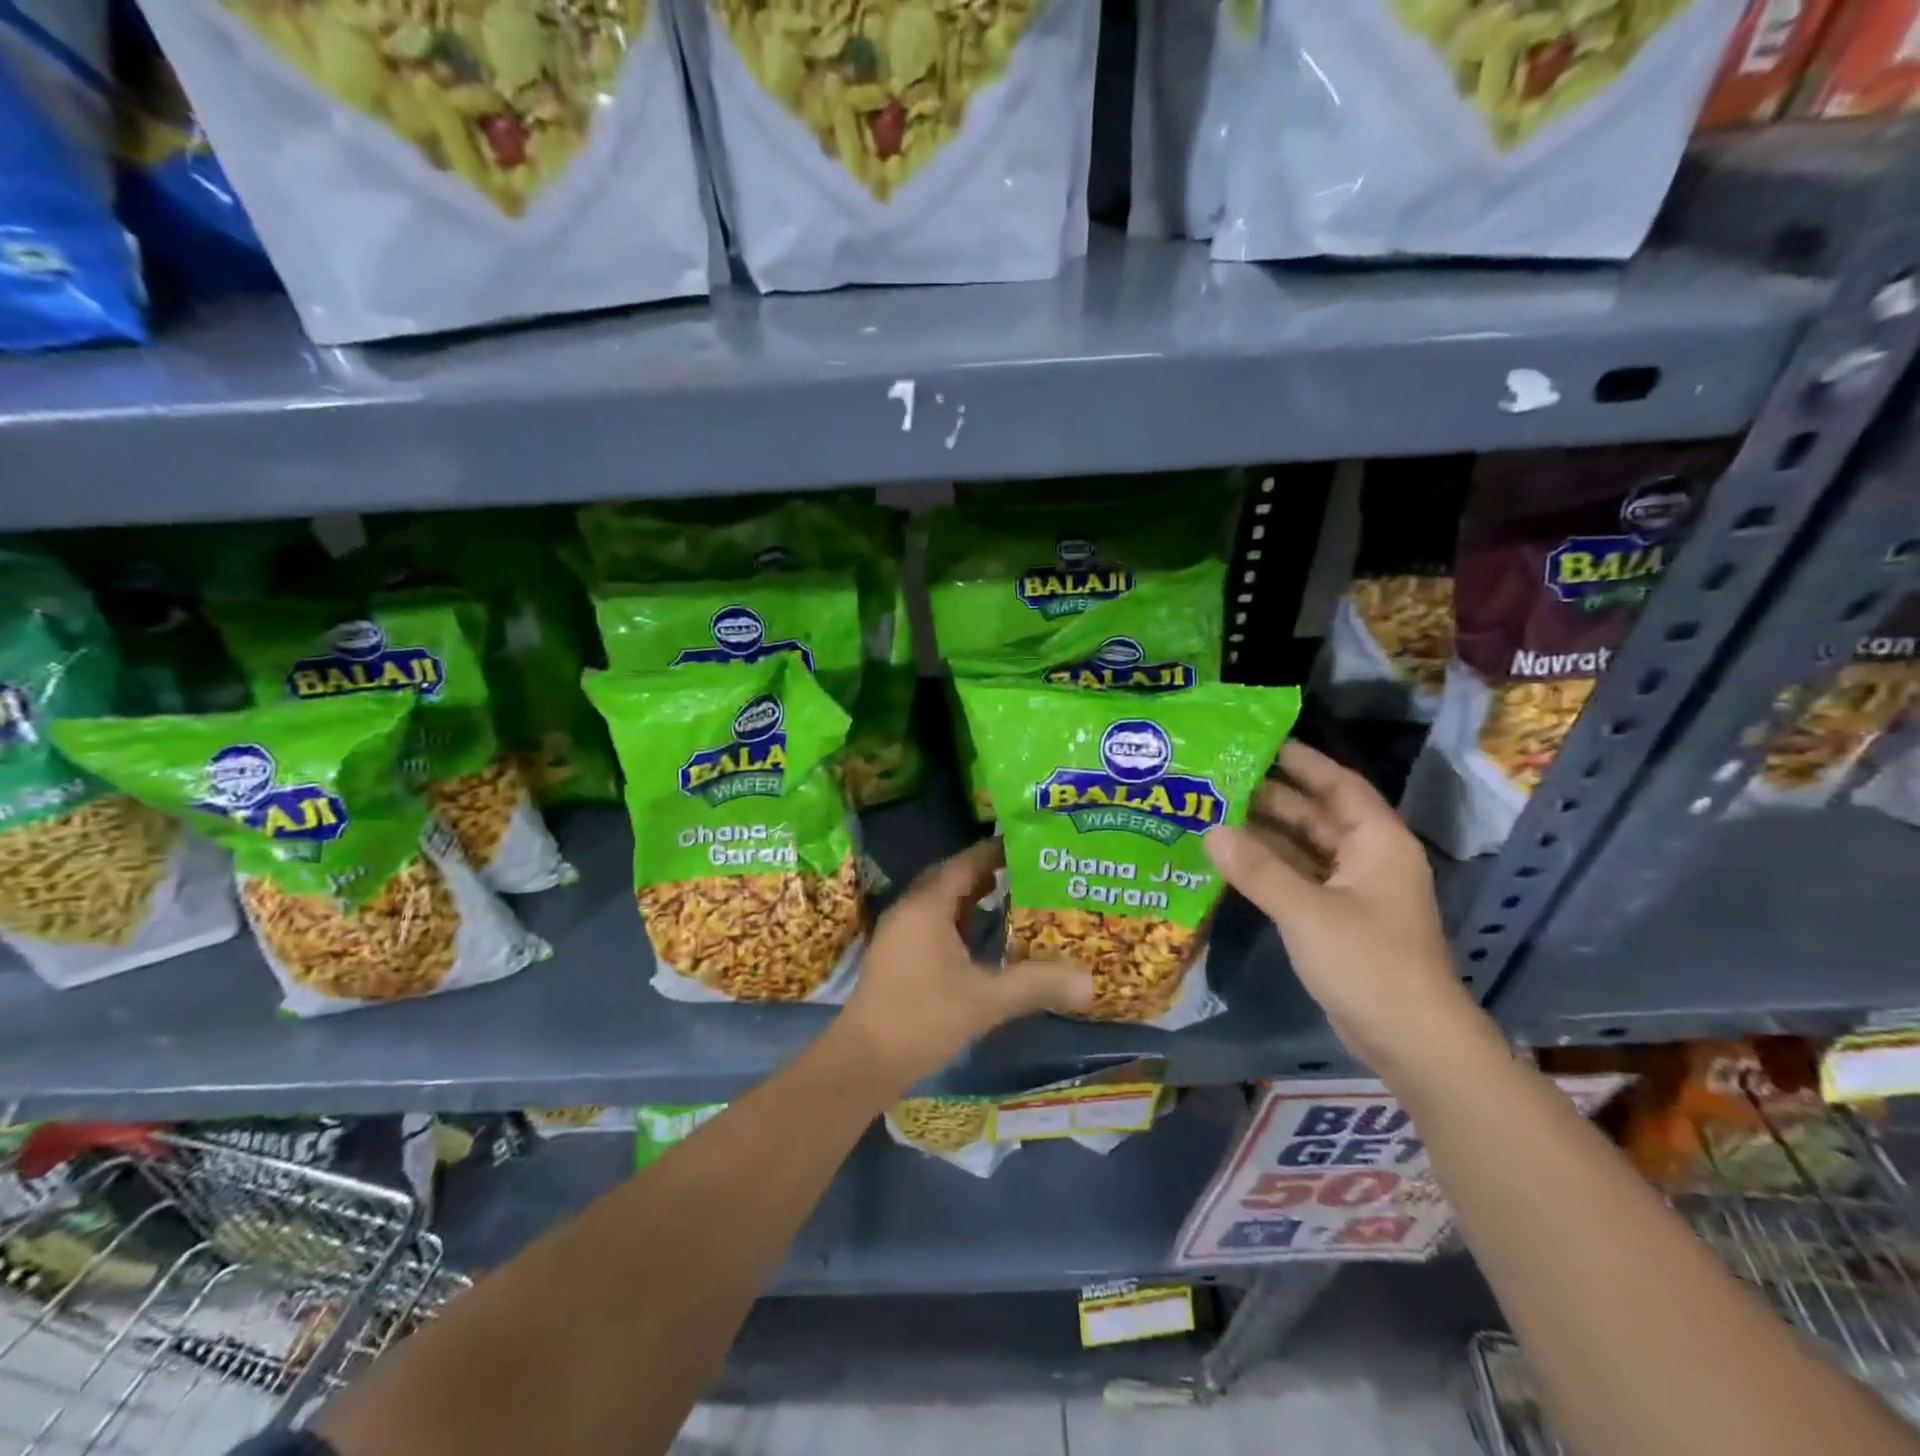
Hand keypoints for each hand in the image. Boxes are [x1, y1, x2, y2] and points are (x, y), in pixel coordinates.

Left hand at [839, 838, 1093, 1088]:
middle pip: (950, 878)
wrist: (863, 1061)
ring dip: (969, 896)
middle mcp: (909, 909)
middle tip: (1025, 870)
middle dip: (985, 872)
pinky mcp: (895, 954)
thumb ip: (1037, 985)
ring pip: (939, 900)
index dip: (994, 852)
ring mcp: (898, 932)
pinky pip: (931, 921)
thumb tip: (1090, 981)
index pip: (965, 863)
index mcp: (927, 906)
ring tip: (1009, 896)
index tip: (1027, 845)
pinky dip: (956, 918)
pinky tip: (979, 937)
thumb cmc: (923, 1018)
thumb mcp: (986, 1001)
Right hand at [1204, 742, 1483, 1075]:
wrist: (1410, 1041)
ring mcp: (1352, 891)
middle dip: (1270, 797)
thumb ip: (1257, 869)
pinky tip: (1230, 860)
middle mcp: (1367, 858)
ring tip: (1213, 812)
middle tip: (1217, 779)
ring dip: (1264, 834)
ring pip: (1303, 848)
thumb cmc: (1368, 963)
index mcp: (1377, 842)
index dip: (1302, 762)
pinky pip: (1297, 878)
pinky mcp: (1337, 919)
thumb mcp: (1307, 911)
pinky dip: (1268, 867)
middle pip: (1315, 815)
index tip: (1258, 742)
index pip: (1338, 785)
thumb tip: (1210, 830)